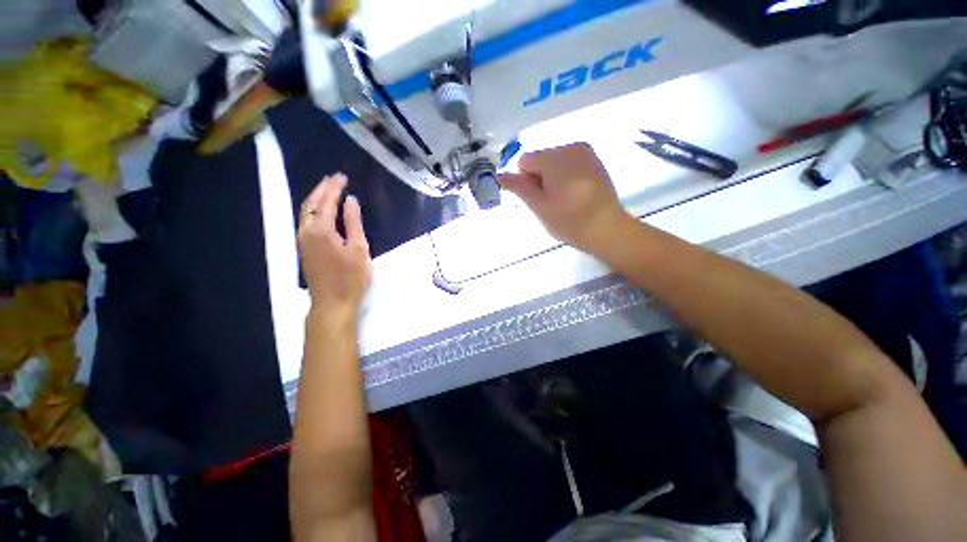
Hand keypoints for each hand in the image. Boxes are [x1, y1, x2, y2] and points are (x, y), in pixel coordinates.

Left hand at [298, 174, 370, 318]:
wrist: (332, 304)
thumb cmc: (351, 278)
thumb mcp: (359, 249)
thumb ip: (354, 223)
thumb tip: (351, 201)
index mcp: (321, 230)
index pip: (326, 202)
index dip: (334, 188)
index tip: (342, 176)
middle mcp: (307, 232)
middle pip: (311, 204)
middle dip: (322, 189)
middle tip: (334, 179)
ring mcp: (303, 242)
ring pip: (305, 213)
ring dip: (316, 198)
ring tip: (328, 190)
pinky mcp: (305, 250)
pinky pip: (306, 222)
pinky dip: (314, 211)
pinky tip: (322, 212)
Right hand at [499, 143, 631, 254]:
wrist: (607, 229)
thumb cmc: (569, 220)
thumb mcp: (539, 206)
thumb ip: (518, 187)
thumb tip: (499, 174)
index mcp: (555, 157)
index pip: (525, 161)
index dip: (526, 181)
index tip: (537, 199)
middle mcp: (571, 147)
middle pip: (540, 159)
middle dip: (539, 178)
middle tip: (550, 202)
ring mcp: (586, 152)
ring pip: (554, 162)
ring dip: (552, 178)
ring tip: (564, 199)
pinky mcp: (595, 161)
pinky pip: (569, 164)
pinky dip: (566, 176)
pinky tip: (574, 194)